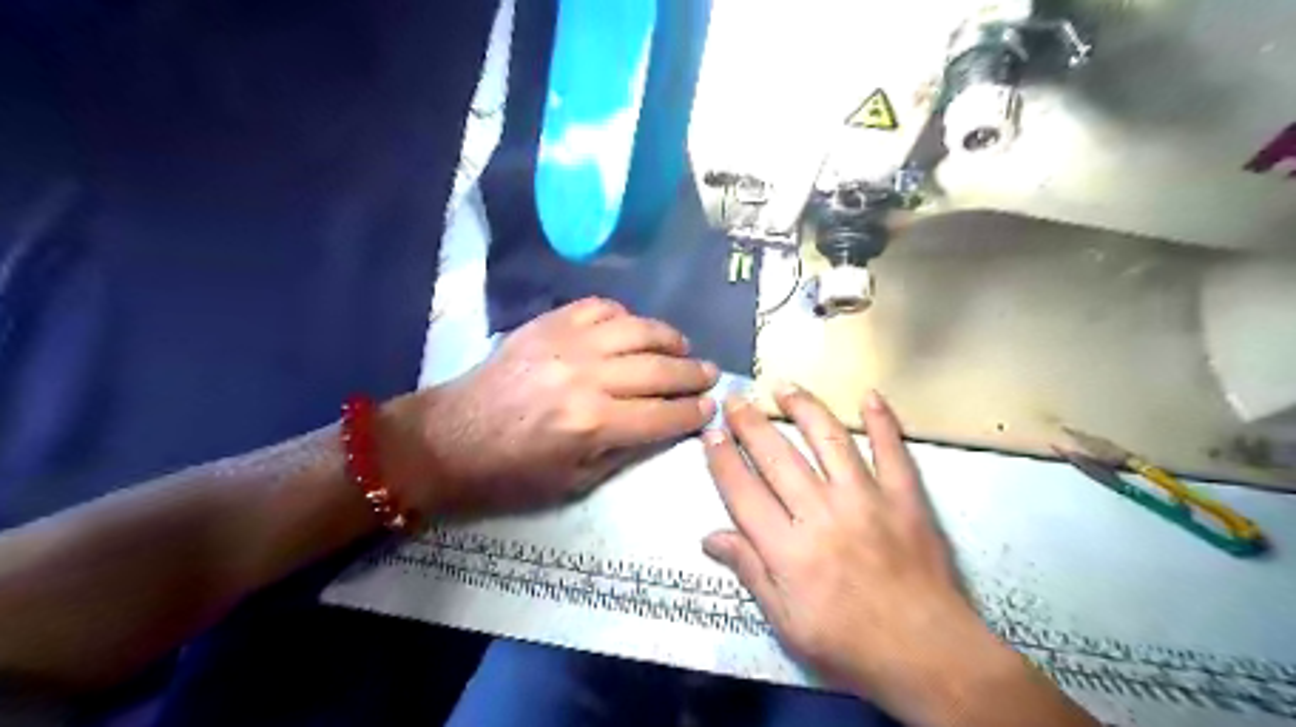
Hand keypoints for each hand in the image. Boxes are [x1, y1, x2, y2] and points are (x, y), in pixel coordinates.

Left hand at [381, 300, 724, 520]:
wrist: (452, 437)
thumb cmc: (513, 472)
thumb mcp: (575, 481)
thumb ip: (626, 449)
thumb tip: (666, 425)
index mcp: (593, 424)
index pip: (663, 414)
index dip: (693, 412)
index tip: (711, 407)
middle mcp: (588, 377)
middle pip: (659, 370)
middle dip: (693, 374)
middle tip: (710, 374)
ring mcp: (568, 343)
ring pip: (638, 330)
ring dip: (669, 338)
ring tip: (682, 348)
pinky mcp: (549, 324)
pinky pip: (601, 307)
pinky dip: (626, 316)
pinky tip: (634, 329)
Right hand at [705, 387, 988, 716]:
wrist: (930, 656)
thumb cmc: (850, 646)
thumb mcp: (787, 624)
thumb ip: (750, 572)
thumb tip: (709, 537)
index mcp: (788, 549)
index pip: (743, 492)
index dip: (722, 459)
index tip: (710, 432)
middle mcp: (821, 514)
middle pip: (777, 457)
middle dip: (750, 423)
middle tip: (736, 398)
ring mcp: (867, 500)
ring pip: (828, 440)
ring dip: (804, 408)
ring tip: (784, 387)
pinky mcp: (905, 498)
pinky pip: (892, 451)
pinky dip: (882, 421)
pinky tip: (870, 396)